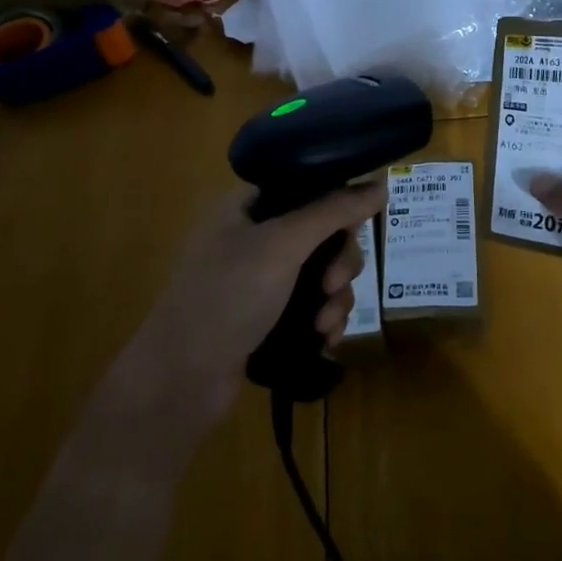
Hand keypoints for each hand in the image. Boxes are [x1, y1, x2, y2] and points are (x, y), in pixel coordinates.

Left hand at [125, 182, 384, 431]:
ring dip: (335, 298)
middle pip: (322, 233)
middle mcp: (254, 236)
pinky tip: (325, 340)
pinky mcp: (266, 316)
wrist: (181, 378)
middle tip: (333, 285)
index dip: (339, 205)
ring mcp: (259, 279)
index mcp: (248, 205)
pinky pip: (311, 306)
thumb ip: (334, 210)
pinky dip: (324, 319)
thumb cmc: (228, 296)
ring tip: (325, 325)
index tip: (354, 230)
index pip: (309, 187)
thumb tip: (381, 181)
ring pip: (322, 273)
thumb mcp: (283, 244)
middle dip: (340, 262)